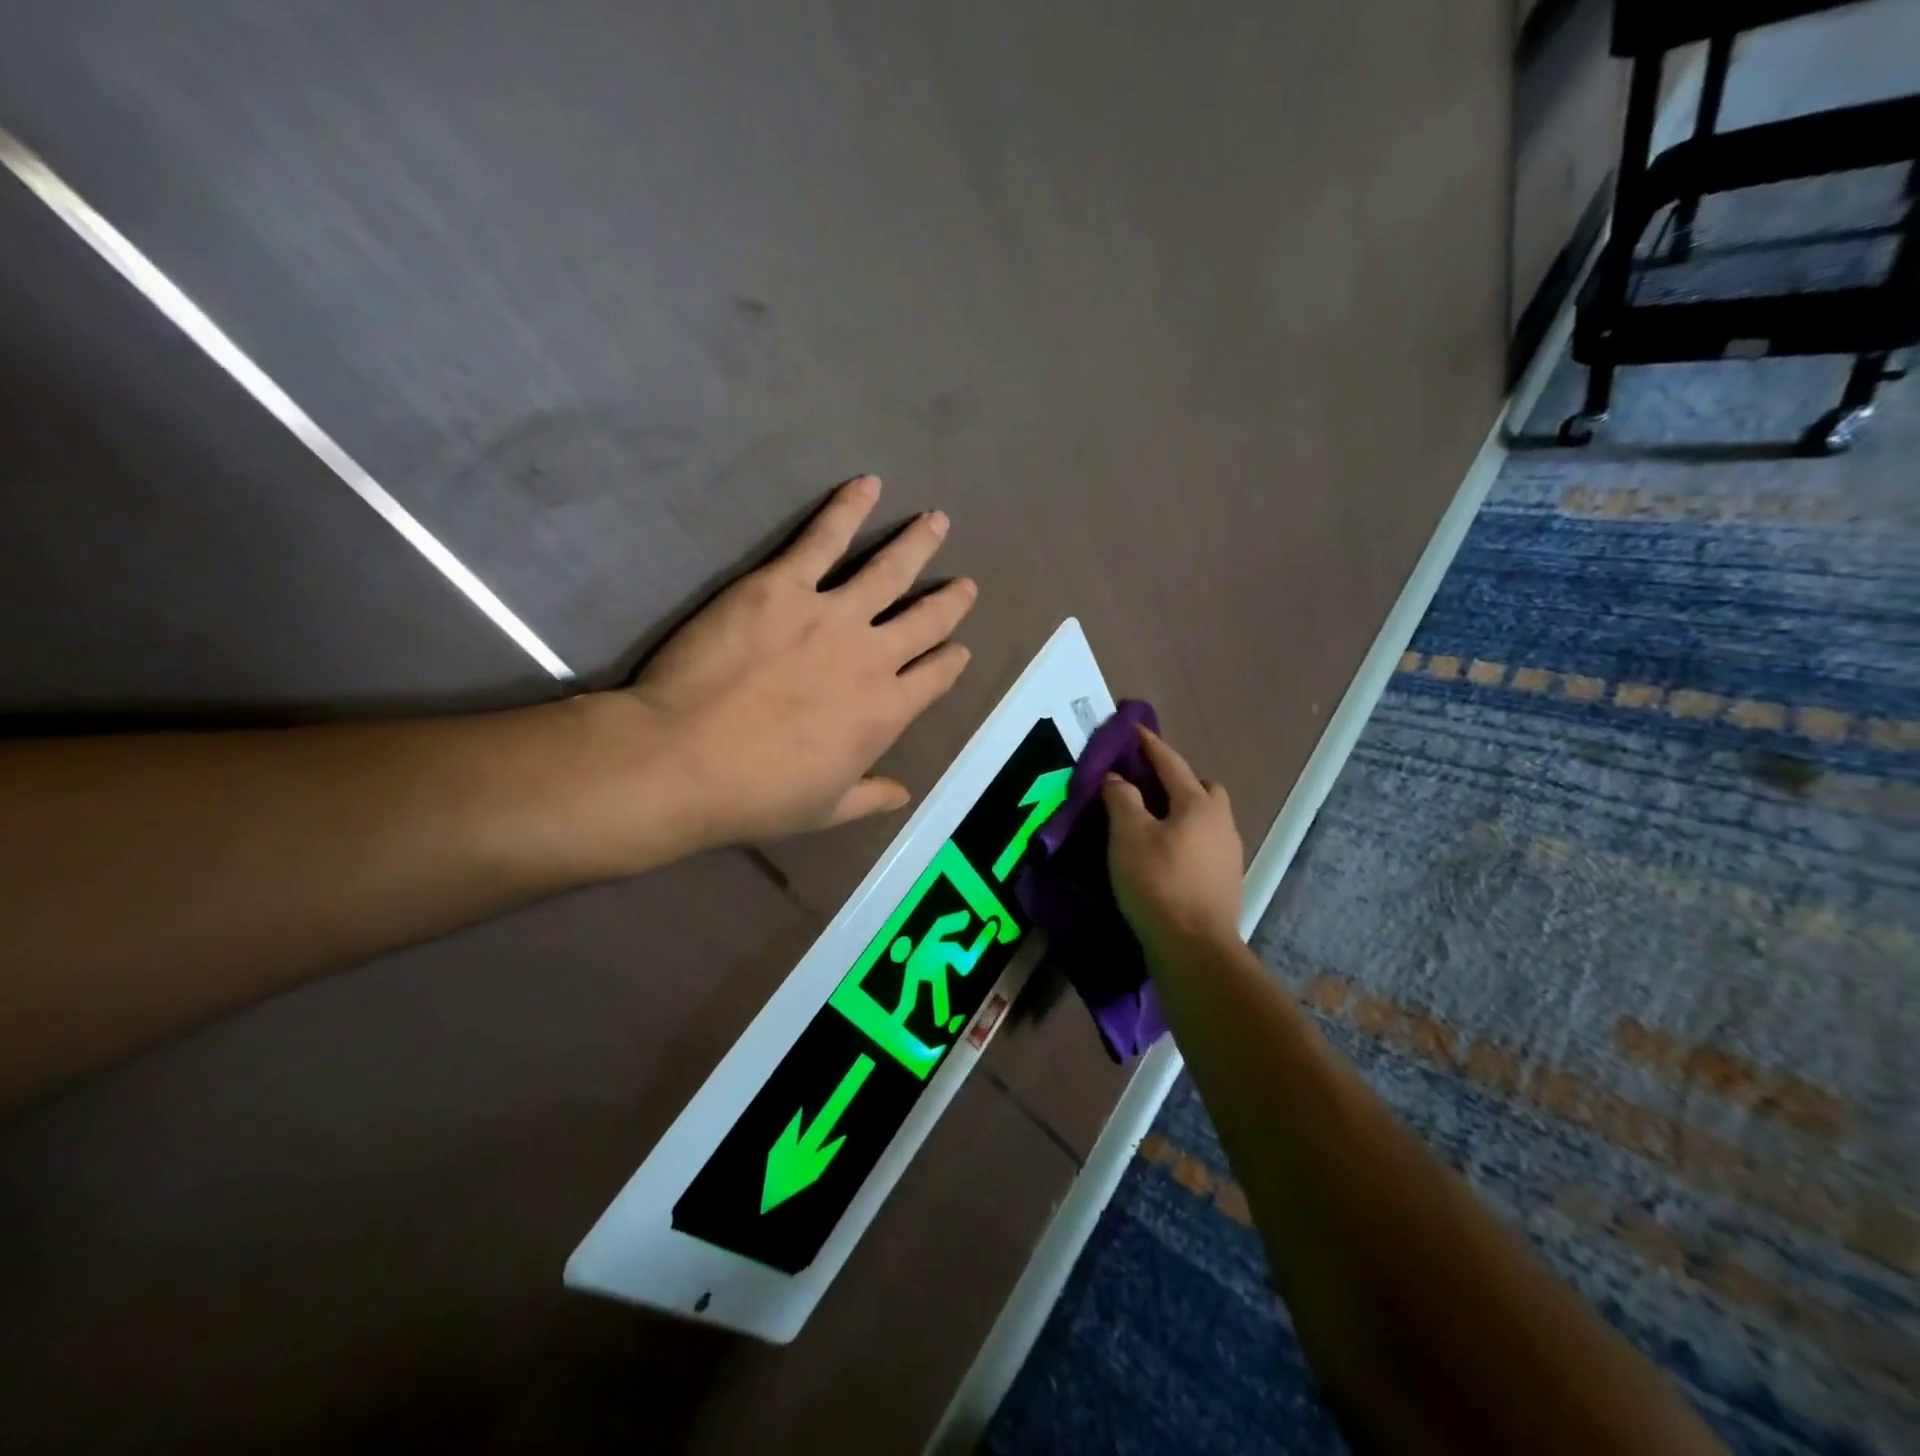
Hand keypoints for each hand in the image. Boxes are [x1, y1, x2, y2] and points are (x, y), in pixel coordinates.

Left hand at [621, 475, 975, 848]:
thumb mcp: (825, 810)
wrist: (686, 760)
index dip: (950, 661)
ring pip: (889, 570)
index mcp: (886, 712)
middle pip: (925, 619)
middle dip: (949, 601)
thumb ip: (870, 797)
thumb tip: (903, 794)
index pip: (934, 678)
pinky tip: (866, 485)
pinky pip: (824, 538)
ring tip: (936, 522)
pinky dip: (848, 509)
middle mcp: (873, 657)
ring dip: (917, 544)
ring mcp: (832, 615)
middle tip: (965, 584)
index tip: (958, 648)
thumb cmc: (757, 794)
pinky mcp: (784, 585)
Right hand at [1102, 728, 1244, 962]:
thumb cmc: (1158, 883)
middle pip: (1203, 788)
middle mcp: (1221, 823)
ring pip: (1207, 819)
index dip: (1150, 745)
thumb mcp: (1128, 836)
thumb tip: (1118, 778)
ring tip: (1153, 824)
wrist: (1195, 948)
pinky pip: (1206, 845)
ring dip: (1184, 812)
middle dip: (1178, 780)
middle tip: (1148, 788)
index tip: (1135, 730)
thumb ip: (1122, 799)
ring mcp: (1229, 854)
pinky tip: (1167, 855)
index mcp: (1198, 804)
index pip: (1172, 763)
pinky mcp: (1226, 882)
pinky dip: (1187, 839)